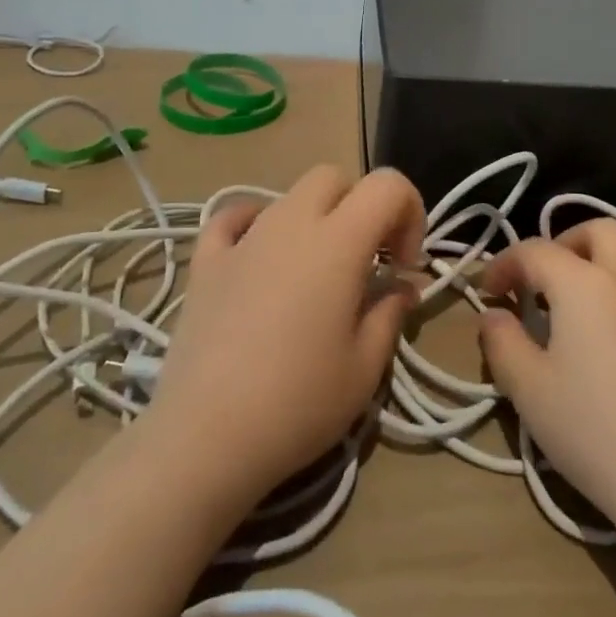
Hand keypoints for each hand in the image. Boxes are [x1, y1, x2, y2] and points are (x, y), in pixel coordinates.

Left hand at [143, 165, 425, 507]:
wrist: (206, 437)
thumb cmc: (299, 403)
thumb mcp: (365, 367)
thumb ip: (391, 313)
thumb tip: (402, 287)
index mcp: (338, 241)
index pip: (387, 184)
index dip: (409, 212)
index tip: (402, 266)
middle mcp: (291, 222)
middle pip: (335, 179)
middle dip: (360, 207)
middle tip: (367, 262)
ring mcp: (244, 238)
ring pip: (289, 196)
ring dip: (315, 219)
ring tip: (315, 274)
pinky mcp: (206, 261)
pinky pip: (232, 218)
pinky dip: (254, 223)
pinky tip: (259, 253)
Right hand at [477, 219, 615, 538]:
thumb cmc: (597, 435)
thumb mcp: (529, 392)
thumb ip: (502, 343)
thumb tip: (493, 315)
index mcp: (582, 284)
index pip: (535, 252)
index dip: (505, 264)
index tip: (491, 290)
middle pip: (599, 230)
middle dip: (567, 244)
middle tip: (550, 279)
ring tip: (607, 283)